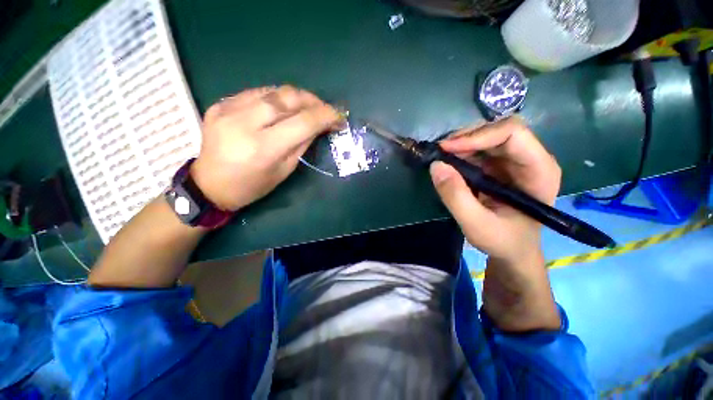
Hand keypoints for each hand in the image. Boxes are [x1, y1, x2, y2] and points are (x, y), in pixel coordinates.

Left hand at [190, 86, 341, 210]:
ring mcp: (227, 109)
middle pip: (287, 97)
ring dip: (296, 96)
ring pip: (272, 91)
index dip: (325, 116)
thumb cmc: (252, 186)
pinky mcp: (220, 104)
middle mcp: (243, 123)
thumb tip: (319, 125)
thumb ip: (302, 144)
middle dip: (312, 100)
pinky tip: (282, 107)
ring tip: (307, 106)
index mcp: (263, 148)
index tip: (339, 116)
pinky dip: (275, 98)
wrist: (210, 185)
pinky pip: (256, 93)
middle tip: (325, 108)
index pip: (302, 122)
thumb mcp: (284, 170)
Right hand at [429, 117, 561, 330]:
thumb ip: (456, 196)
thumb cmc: (503, 245)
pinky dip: (461, 151)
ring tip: (440, 154)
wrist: (513, 255)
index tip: (448, 149)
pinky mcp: (498, 169)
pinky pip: (479, 150)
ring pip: (488, 138)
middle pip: (500, 130)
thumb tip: (436, 167)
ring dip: (462, 143)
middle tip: (441, 150)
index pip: (512, 135)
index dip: (479, 137)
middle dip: (468, 136)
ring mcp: (513, 163)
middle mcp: (530, 160)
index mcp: (540, 171)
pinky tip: (448, 160)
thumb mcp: (478, 226)